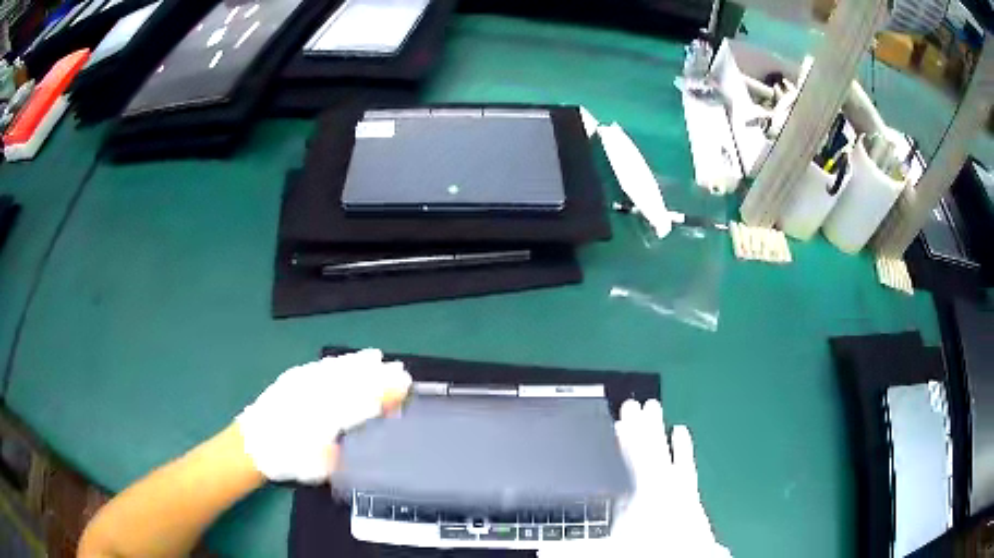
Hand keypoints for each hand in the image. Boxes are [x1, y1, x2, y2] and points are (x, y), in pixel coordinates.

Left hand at [235, 349, 411, 483]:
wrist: (253, 445)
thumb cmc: (288, 460)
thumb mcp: (319, 466)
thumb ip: (342, 452)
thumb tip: (363, 437)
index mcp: (325, 417)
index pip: (362, 402)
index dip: (385, 394)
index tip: (404, 388)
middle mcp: (315, 394)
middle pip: (352, 381)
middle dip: (378, 375)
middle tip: (400, 370)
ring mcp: (302, 383)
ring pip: (336, 369)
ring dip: (359, 363)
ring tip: (377, 357)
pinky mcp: (292, 378)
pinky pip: (320, 366)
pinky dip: (336, 362)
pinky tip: (344, 360)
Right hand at [540, 399, 729, 556]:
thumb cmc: (651, 552)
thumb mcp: (610, 551)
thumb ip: (577, 549)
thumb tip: (543, 551)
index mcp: (642, 495)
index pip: (632, 459)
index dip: (625, 437)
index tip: (619, 419)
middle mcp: (662, 487)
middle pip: (650, 450)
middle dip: (641, 427)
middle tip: (634, 405)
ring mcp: (679, 488)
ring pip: (667, 452)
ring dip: (659, 432)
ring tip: (655, 411)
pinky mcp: (690, 495)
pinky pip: (687, 464)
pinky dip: (684, 449)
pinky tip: (683, 431)